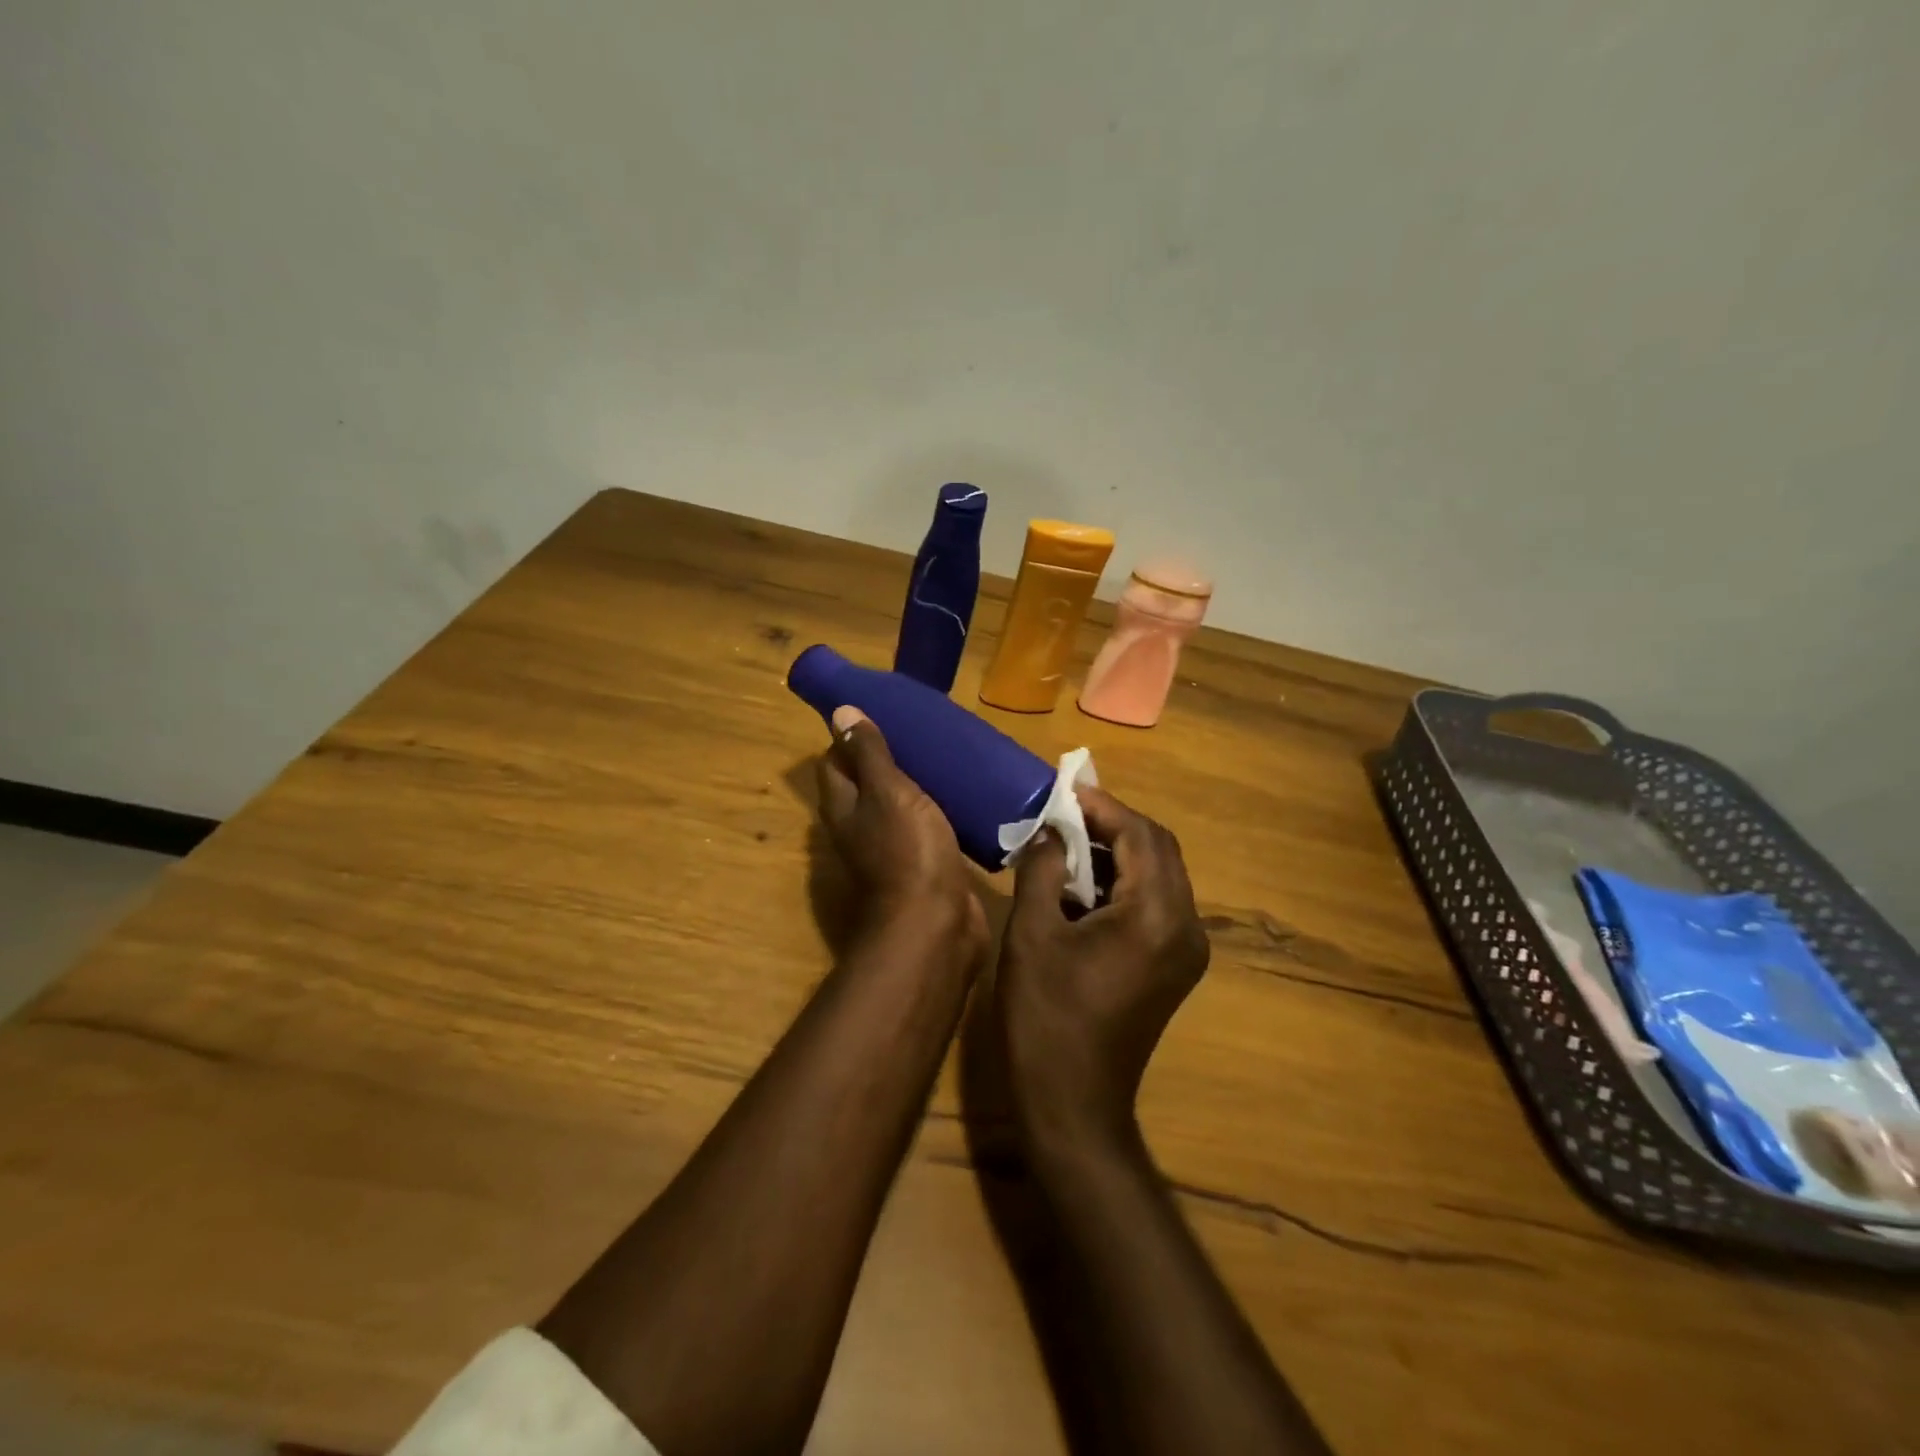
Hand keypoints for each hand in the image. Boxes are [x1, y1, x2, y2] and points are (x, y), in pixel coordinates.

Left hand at [816, 706, 987, 953]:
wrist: (936, 923)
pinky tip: (962, 790)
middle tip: (920, 728)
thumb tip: (839, 711)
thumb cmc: (908, 851)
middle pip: (866, 782)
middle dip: (887, 755)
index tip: (879, 711)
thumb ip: (868, 754)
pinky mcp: (925, 861)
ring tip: (944, 752)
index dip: (849, 736)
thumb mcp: (887, 792)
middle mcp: (861, 826)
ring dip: (916, 781)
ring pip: (899, 804)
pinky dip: (939, 806)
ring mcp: (893, 847)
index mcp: (844, 807)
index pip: (834, 762)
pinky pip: (927, 824)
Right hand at [994, 786, 1209, 1148]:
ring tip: (1068, 843)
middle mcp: (1185, 925)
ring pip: (1160, 875)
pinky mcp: (1175, 966)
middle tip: (1065, 813)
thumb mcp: (1033, 933)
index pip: (1140, 834)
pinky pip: (1156, 904)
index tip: (1064, 790)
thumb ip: (1042, 868)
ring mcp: (1186, 949)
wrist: (1075, 1105)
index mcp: (1154, 914)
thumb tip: (1049, 831)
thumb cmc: (1046, 1017)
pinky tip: (1083, 886)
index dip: (1103, 805)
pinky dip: (1123, 883)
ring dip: (1118, 852)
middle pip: (1159, 849)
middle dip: (1113, 824)